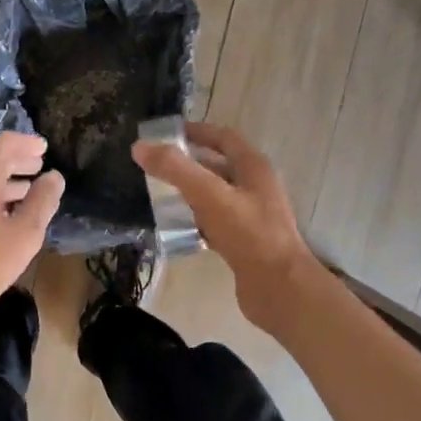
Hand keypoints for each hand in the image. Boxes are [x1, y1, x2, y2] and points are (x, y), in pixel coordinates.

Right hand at [132, 121, 316, 331]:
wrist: (280, 289)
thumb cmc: (249, 234)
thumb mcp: (209, 195)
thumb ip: (175, 169)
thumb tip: (140, 147)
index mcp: (253, 167)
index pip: (223, 137)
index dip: (197, 131)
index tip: (166, 134)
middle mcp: (255, 187)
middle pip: (219, 166)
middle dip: (189, 163)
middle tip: (157, 166)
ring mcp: (251, 216)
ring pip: (216, 196)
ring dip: (191, 192)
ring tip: (160, 195)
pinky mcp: (244, 243)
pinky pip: (216, 223)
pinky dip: (196, 220)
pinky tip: (177, 228)